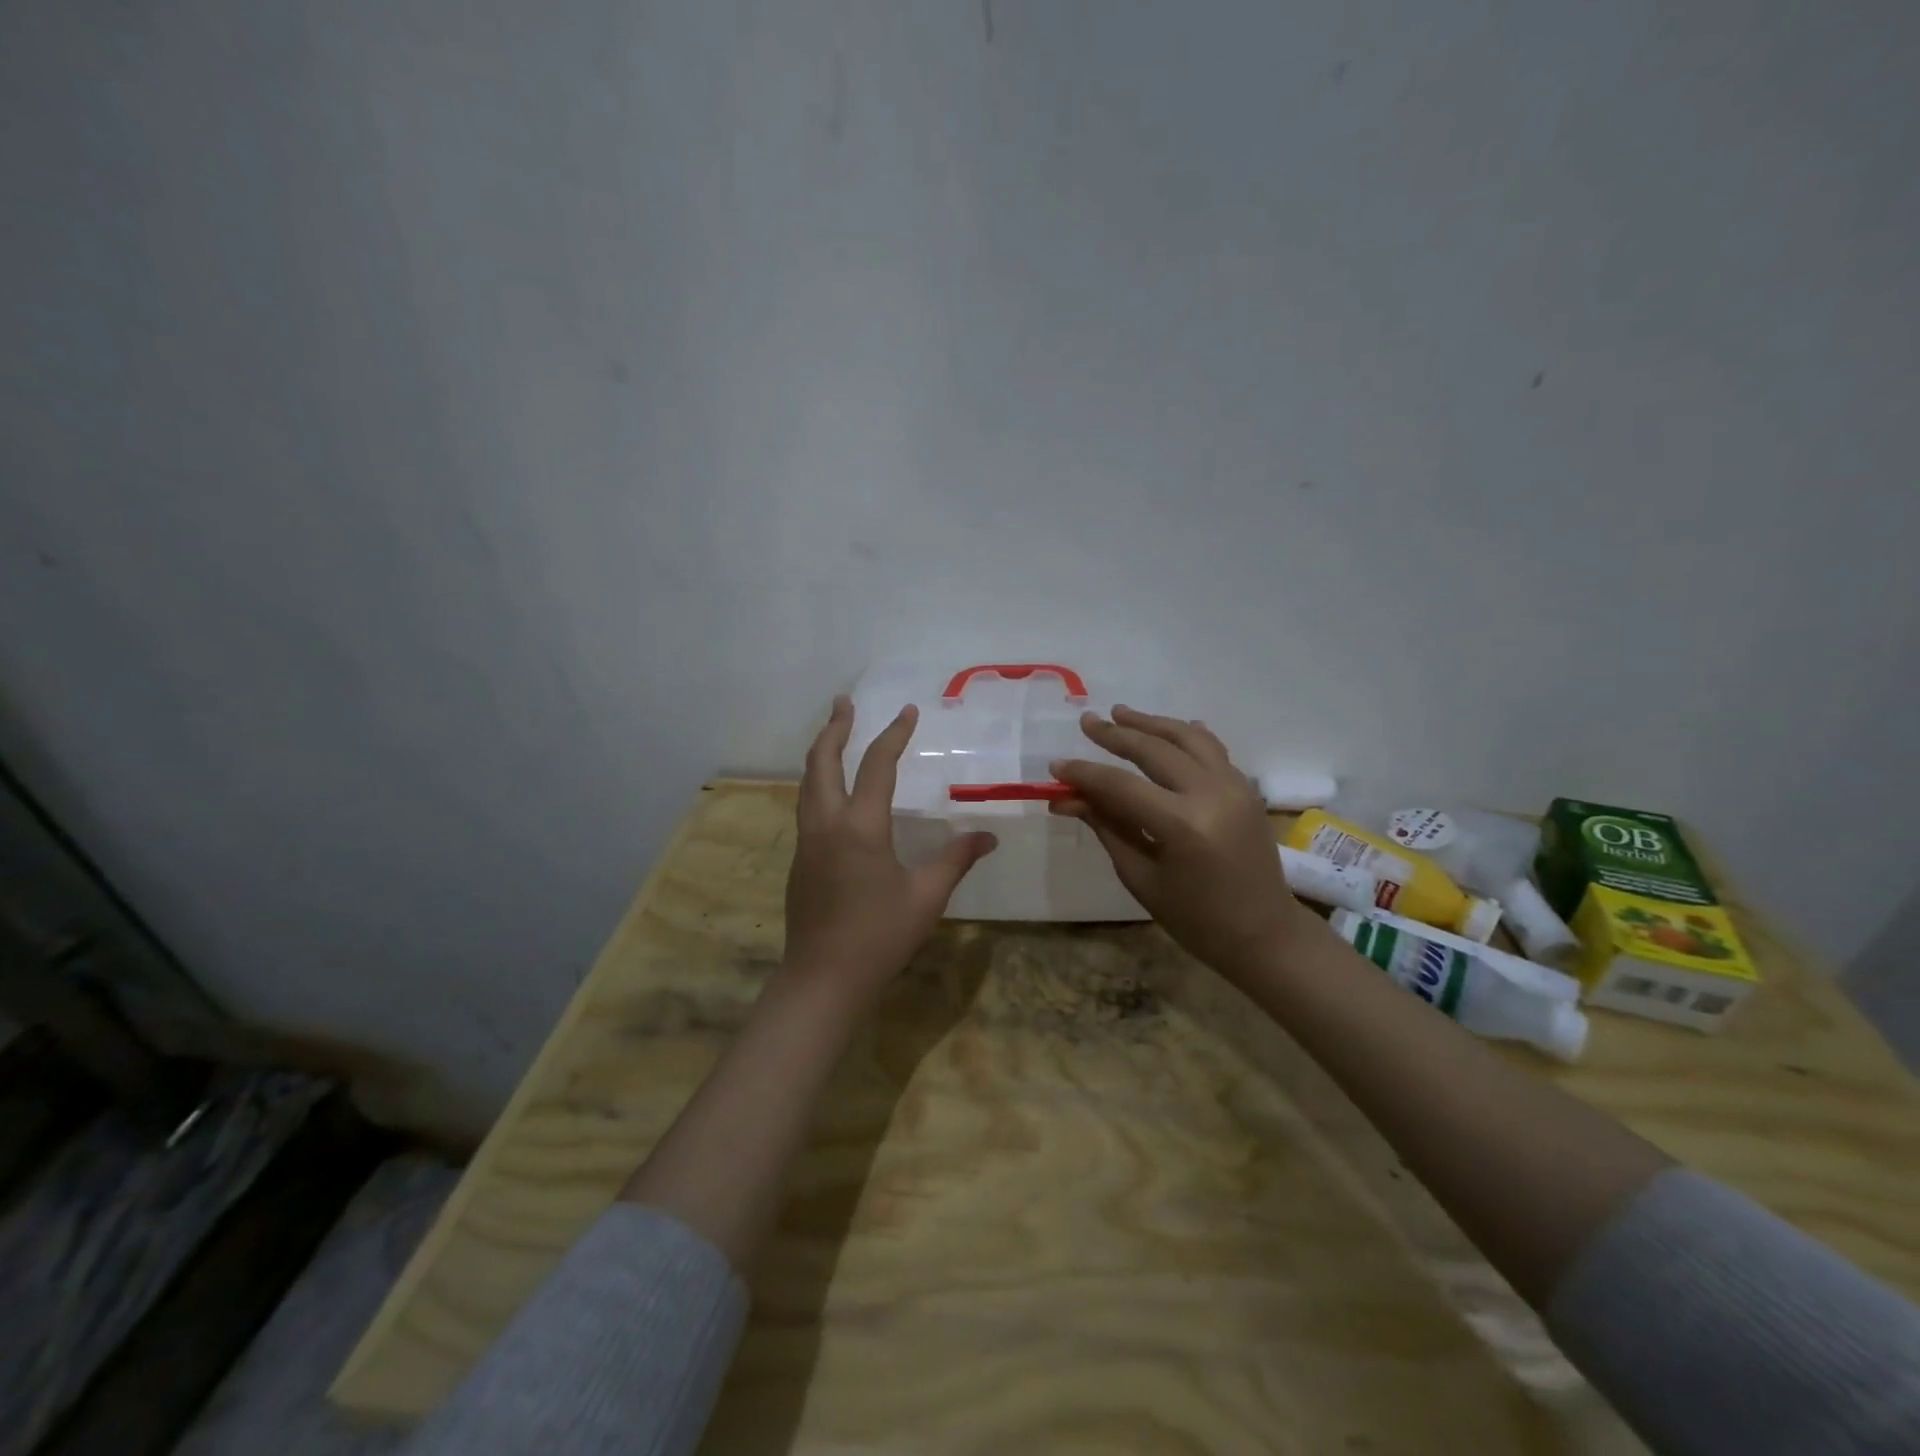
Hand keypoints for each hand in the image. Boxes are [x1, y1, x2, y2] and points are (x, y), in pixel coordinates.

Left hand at [784, 695, 998, 1006]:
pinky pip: (806, 806)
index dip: (893, 735)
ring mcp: (808, 842)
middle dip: (834, 728)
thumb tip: (988, 836)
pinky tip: (832, 792)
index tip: (907, 711)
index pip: (877, 765)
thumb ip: (956, 859)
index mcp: (860, 826)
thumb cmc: (879, 936)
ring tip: (834, 734)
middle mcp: (827, 823)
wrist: (823, 979)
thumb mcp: (927, 896)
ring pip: (807, 783)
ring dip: (821, 752)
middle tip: (844, 702)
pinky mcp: (800, 860)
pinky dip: (817, 782)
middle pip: (822, 761)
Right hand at [1050, 706, 1316, 984]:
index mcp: (1183, 824)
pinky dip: (1186, 735)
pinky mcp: (1247, 788)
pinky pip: (1212, 749)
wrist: (1265, 934)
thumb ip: (1106, 827)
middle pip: (1154, 749)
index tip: (1056, 766)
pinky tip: (1167, 729)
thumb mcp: (1141, 877)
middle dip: (1116, 734)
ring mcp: (1235, 786)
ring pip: (1187, 737)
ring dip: (1151, 723)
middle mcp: (1212, 794)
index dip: (1085, 773)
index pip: (1120, 786)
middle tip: (1087, 722)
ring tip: (1120, 713)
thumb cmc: (1196, 919)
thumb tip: (1066, 798)